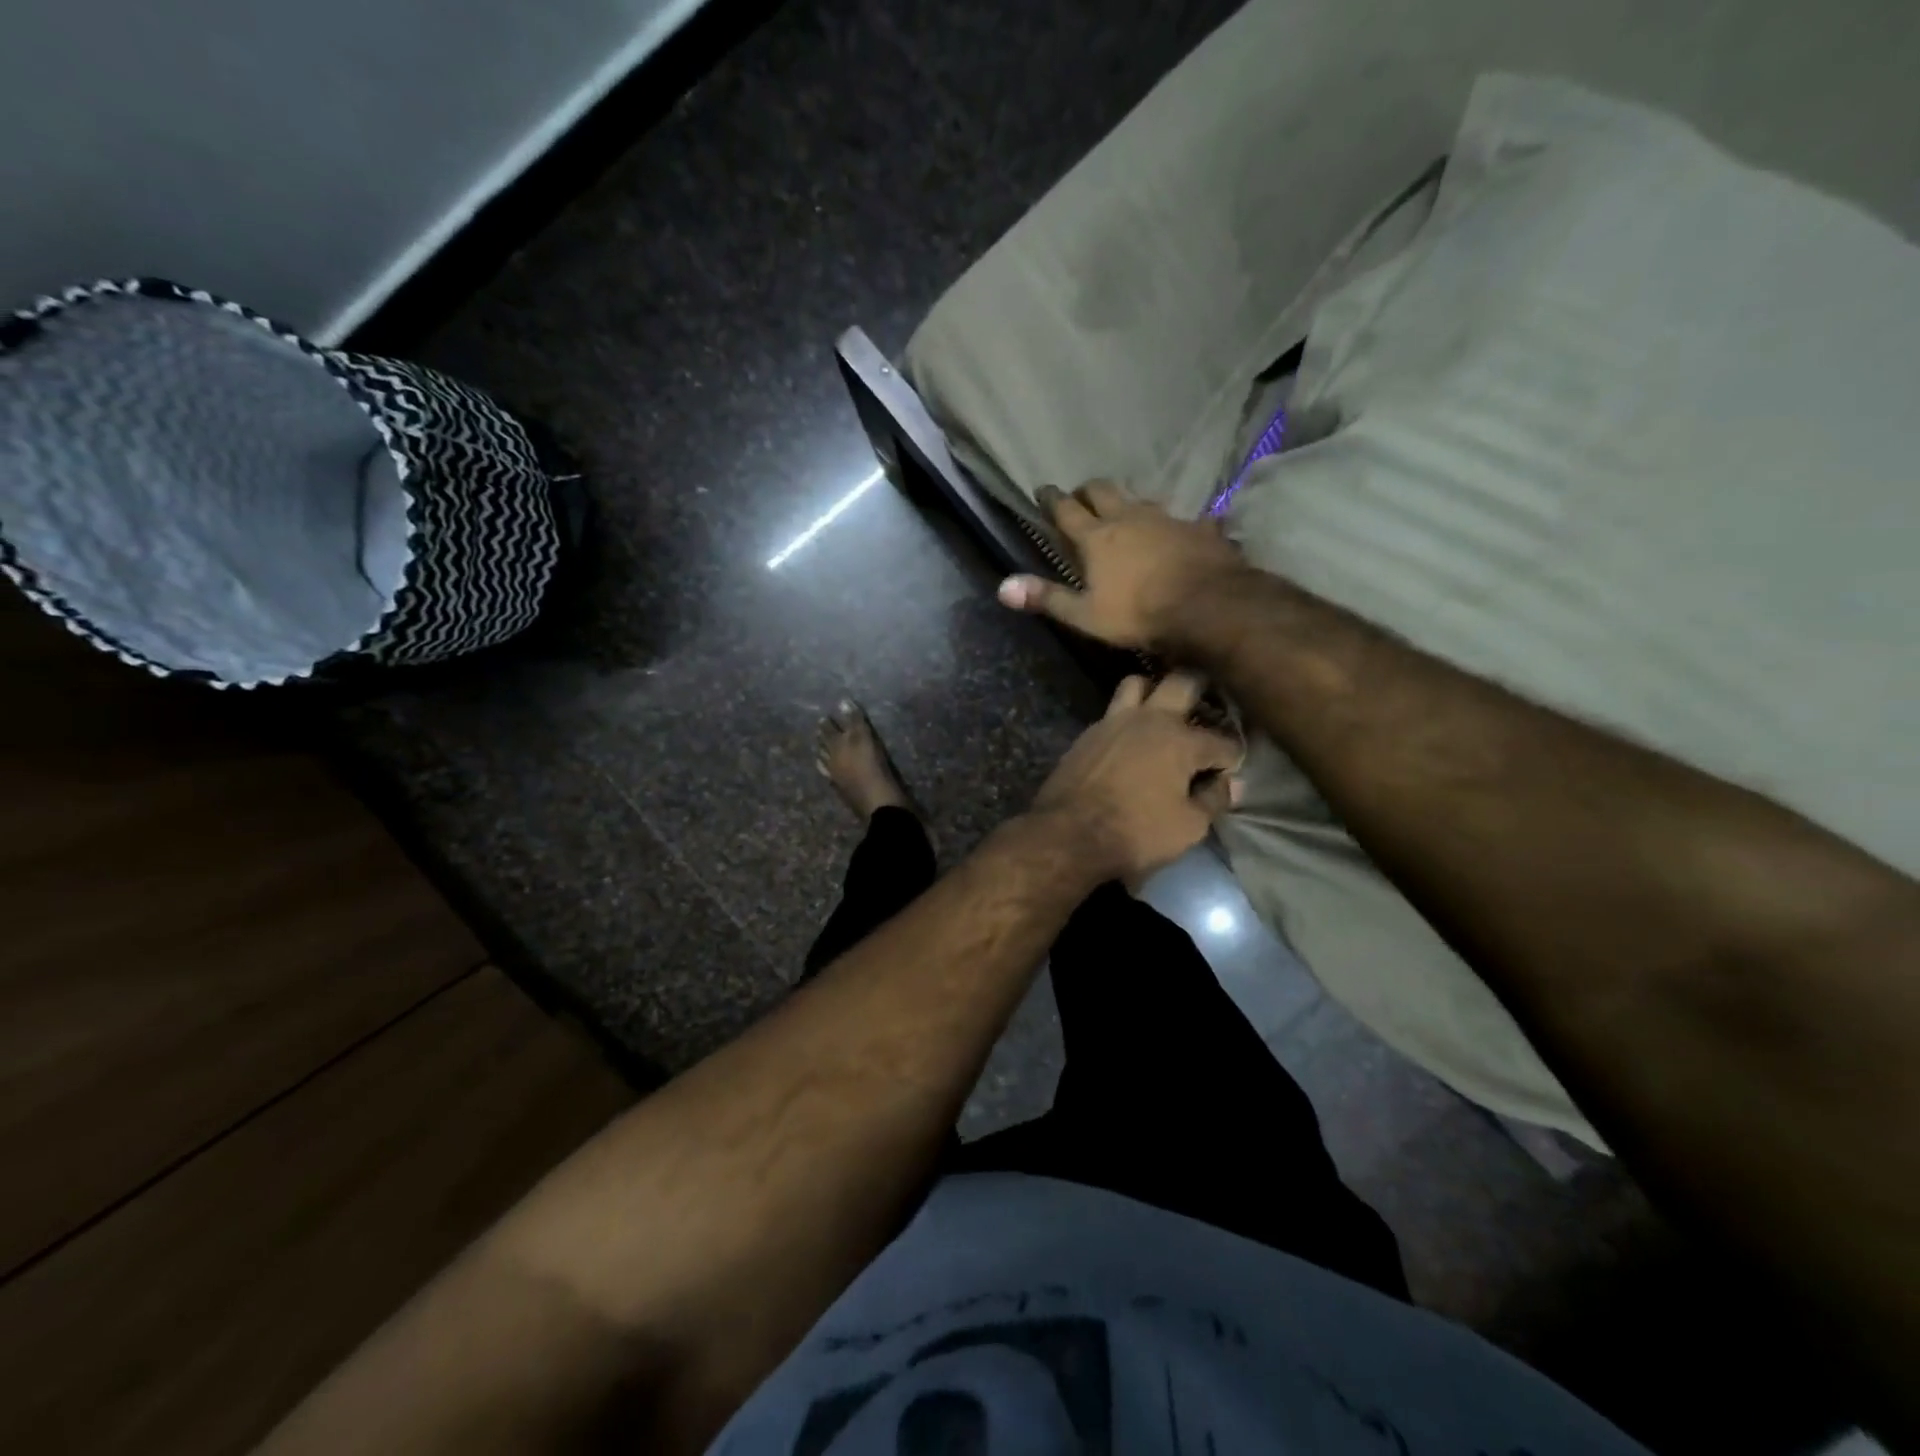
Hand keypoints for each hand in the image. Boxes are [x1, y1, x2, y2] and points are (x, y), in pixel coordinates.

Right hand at [997, 481, 1244, 653]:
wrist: (1209, 606)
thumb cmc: (1140, 614)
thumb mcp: (1086, 615)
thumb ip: (1047, 598)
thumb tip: (1002, 587)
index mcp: (1096, 538)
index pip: (1066, 511)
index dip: (1051, 500)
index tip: (1043, 491)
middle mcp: (1128, 518)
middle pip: (1102, 491)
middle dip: (1087, 490)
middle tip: (1079, 496)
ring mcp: (1165, 519)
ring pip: (1139, 498)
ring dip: (1126, 501)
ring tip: (1122, 509)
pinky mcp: (1197, 528)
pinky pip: (1180, 517)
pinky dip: (1170, 522)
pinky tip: (1177, 529)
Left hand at [1033, 673, 1243, 885]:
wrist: (1068, 834)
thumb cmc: (1136, 832)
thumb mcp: (1189, 827)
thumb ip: (1213, 800)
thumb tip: (1227, 784)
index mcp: (1181, 740)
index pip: (1223, 741)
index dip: (1233, 757)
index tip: (1230, 770)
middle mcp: (1149, 719)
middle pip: (1183, 681)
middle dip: (1203, 690)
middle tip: (1206, 710)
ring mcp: (1113, 721)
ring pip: (1138, 684)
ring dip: (1154, 691)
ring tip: (1162, 712)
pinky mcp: (1088, 733)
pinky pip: (1112, 711)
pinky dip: (1127, 717)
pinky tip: (1130, 737)